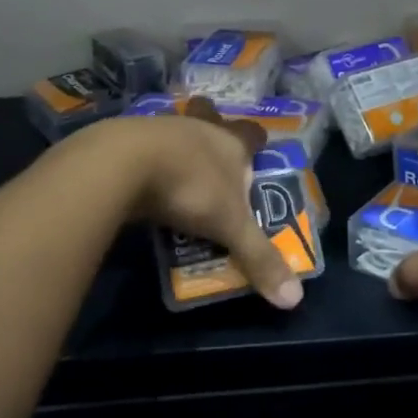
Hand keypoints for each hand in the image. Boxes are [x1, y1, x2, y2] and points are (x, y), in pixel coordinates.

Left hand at [79, 98, 304, 308]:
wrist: (122, 164)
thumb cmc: (189, 186)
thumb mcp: (229, 226)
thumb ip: (258, 258)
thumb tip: (295, 299)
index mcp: (230, 142)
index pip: (251, 133)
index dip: (256, 140)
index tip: (258, 146)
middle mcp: (199, 129)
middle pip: (210, 118)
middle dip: (212, 129)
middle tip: (211, 151)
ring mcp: (160, 129)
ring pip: (175, 131)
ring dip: (177, 147)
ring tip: (176, 170)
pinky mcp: (124, 141)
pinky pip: (142, 147)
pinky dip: (145, 161)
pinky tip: (142, 180)